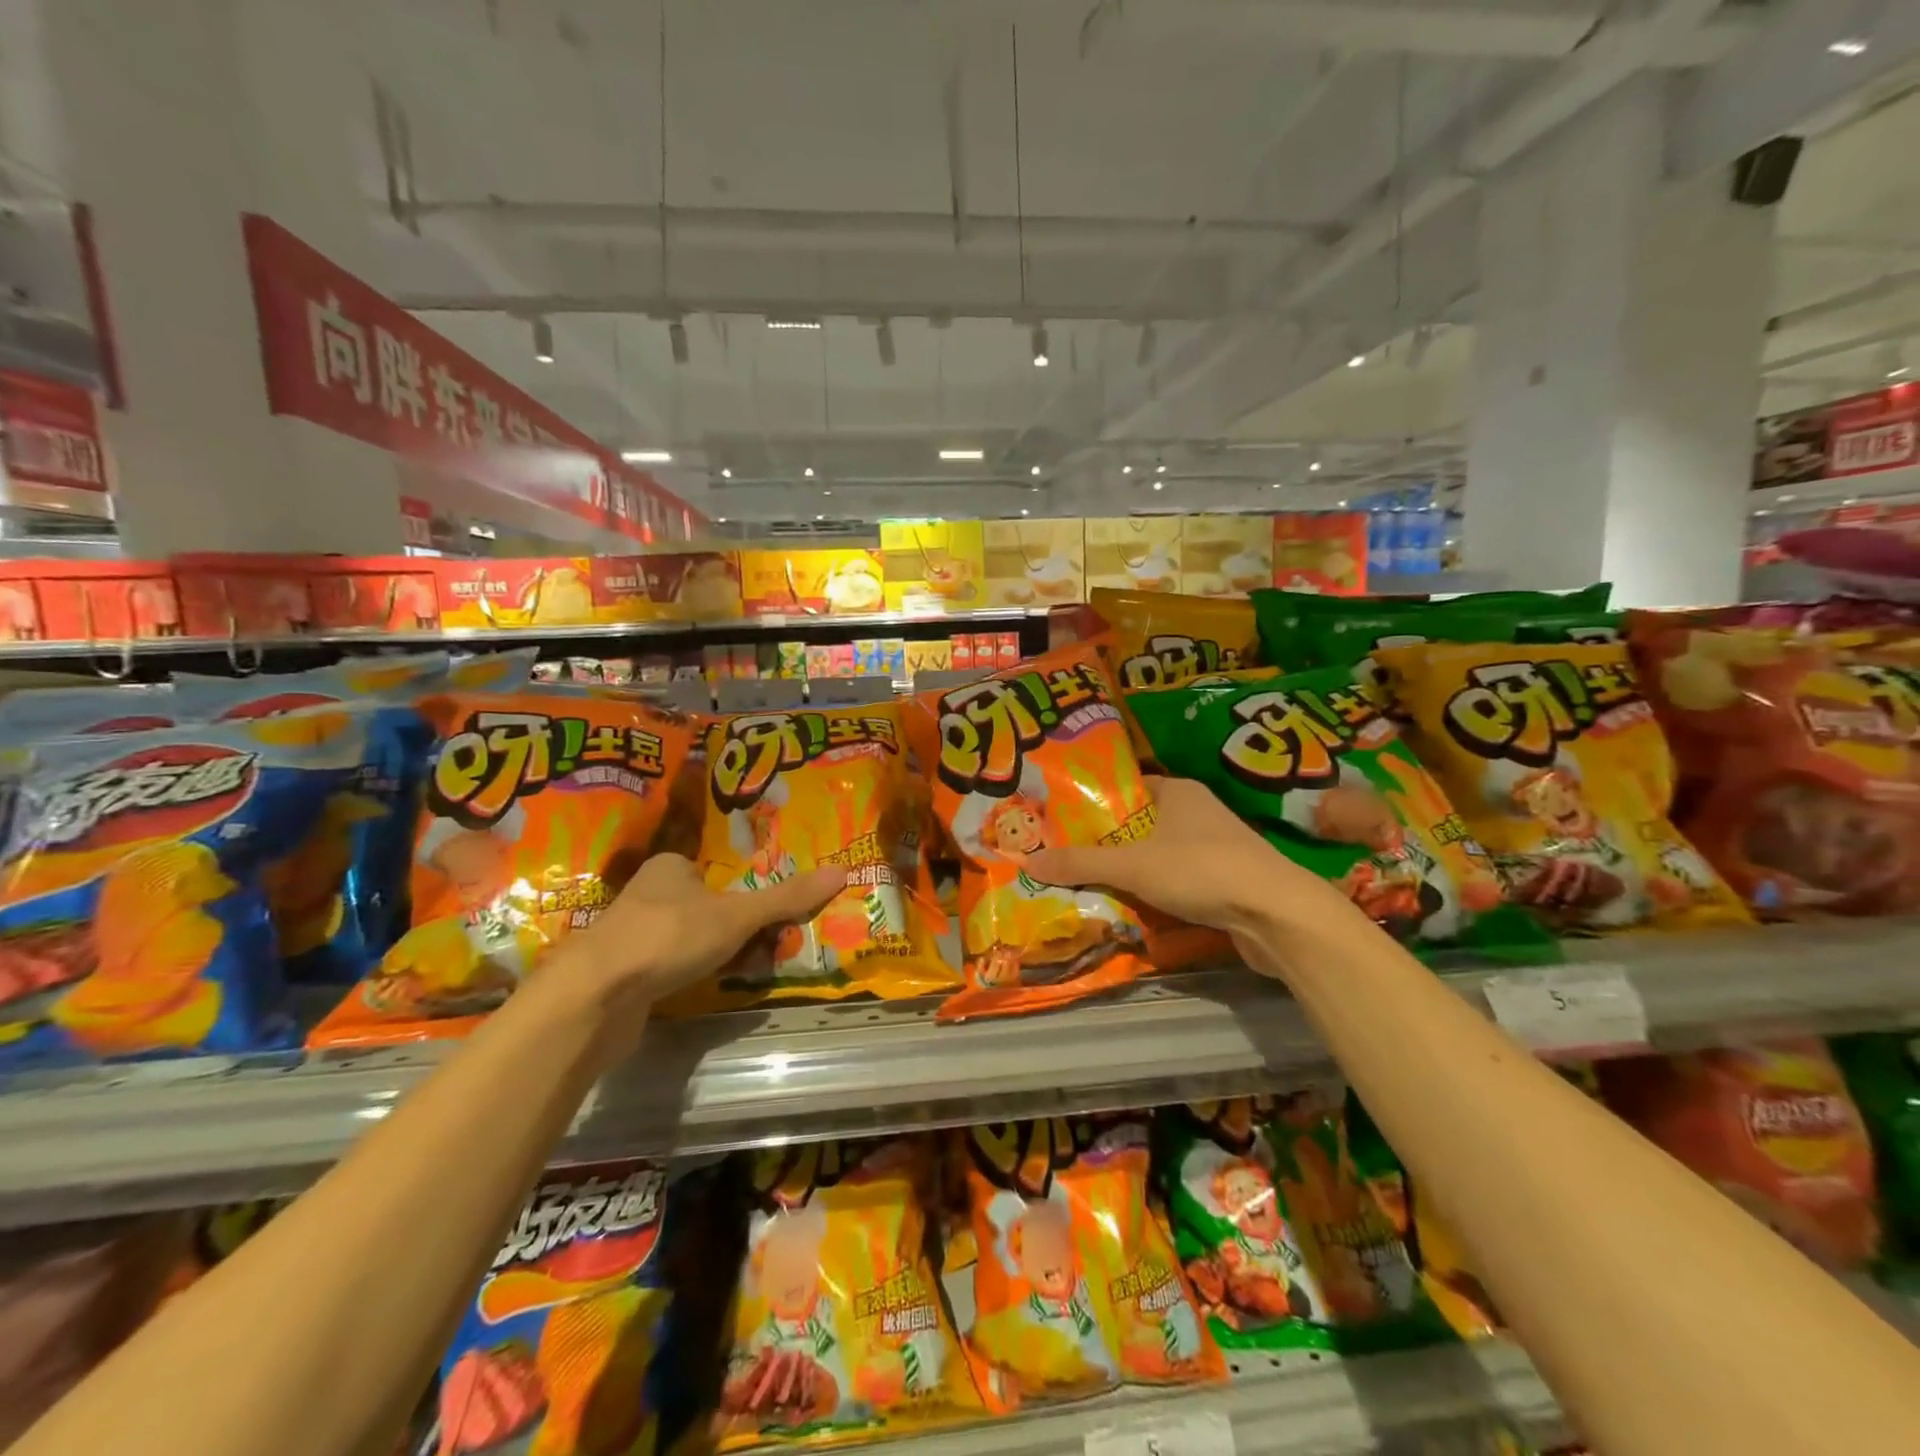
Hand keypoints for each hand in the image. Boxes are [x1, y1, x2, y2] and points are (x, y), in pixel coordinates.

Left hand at [557, 853, 847, 1008]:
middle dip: (734, 928)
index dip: (743, 894)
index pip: (715, 872)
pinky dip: (689, 975)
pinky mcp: (622, 974)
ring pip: (688, 938)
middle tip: (763, 945)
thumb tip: (842, 870)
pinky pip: (669, 967)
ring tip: (742, 969)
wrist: (595, 997)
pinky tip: (703, 989)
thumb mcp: (738, 915)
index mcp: (669, 866)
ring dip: (714, 954)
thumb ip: (787, 897)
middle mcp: (647, 895)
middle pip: (706, 906)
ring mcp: (631, 935)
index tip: (766, 916)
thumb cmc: (669, 937)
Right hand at [1022, 777, 1349, 944]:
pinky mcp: (1228, 881)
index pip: (1127, 788)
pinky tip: (1133, 908)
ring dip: (1132, 871)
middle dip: (1108, 843)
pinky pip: (1179, 880)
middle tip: (1067, 857)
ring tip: (1090, 884)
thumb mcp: (1132, 866)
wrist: (1277, 915)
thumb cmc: (1201, 870)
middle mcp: (1198, 812)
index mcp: (1178, 792)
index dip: (1095, 803)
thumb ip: (1081, 863)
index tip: (1062, 821)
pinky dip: (1157, 892)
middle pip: (1141, 824)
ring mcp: (1217, 847)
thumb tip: (1027, 861)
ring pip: (1160, 855)